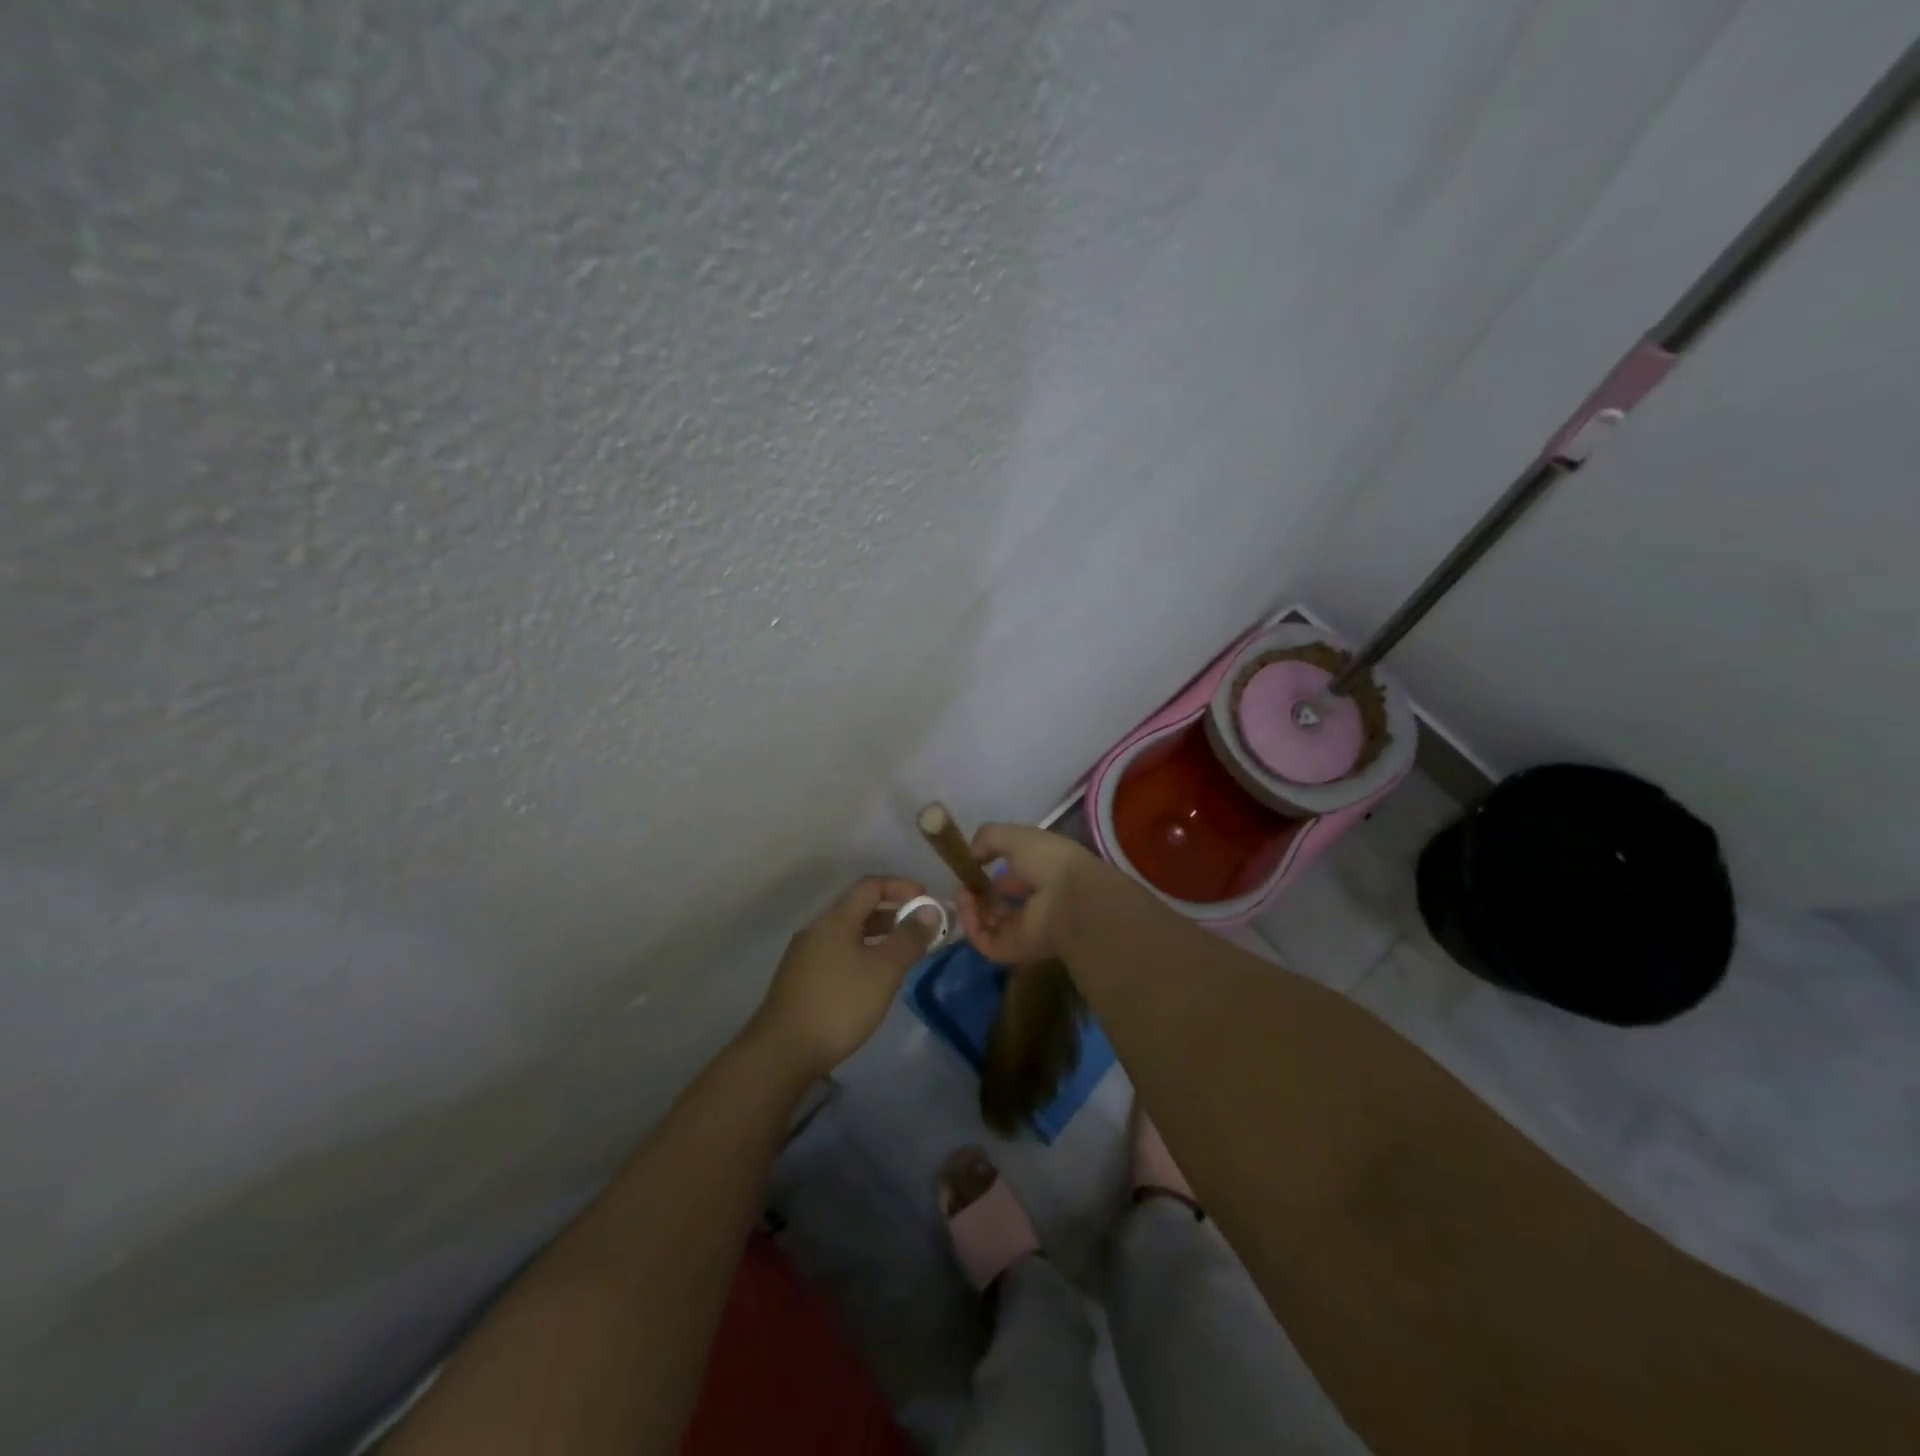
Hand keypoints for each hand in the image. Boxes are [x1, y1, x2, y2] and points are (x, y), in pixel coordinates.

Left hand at [748, 876, 941, 1081]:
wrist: (782, 1052)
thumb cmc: (839, 1004)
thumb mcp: (884, 970)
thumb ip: (909, 938)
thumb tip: (929, 909)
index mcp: (836, 920)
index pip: (871, 886)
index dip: (901, 887)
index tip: (926, 901)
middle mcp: (817, 930)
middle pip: (858, 909)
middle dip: (892, 914)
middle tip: (920, 931)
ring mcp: (804, 956)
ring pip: (848, 934)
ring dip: (877, 937)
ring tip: (901, 956)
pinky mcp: (800, 980)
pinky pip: (837, 954)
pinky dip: (861, 955)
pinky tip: (872, 981)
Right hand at [955, 824, 1103, 964]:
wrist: (1069, 898)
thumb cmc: (1048, 861)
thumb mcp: (1016, 836)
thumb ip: (989, 838)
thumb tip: (971, 854)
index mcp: (1039, 878)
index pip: (1010, 881)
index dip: (989, 874)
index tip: (971, 865)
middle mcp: (1031, 905)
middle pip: (996, 904)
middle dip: (976, 894)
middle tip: (964, 884)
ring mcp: (1021, 930)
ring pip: (987, 923)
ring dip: (970, 908)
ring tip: (962, 893)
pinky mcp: (1011, 950)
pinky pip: (983, 940)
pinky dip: (970, 923)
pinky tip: (965, 904)